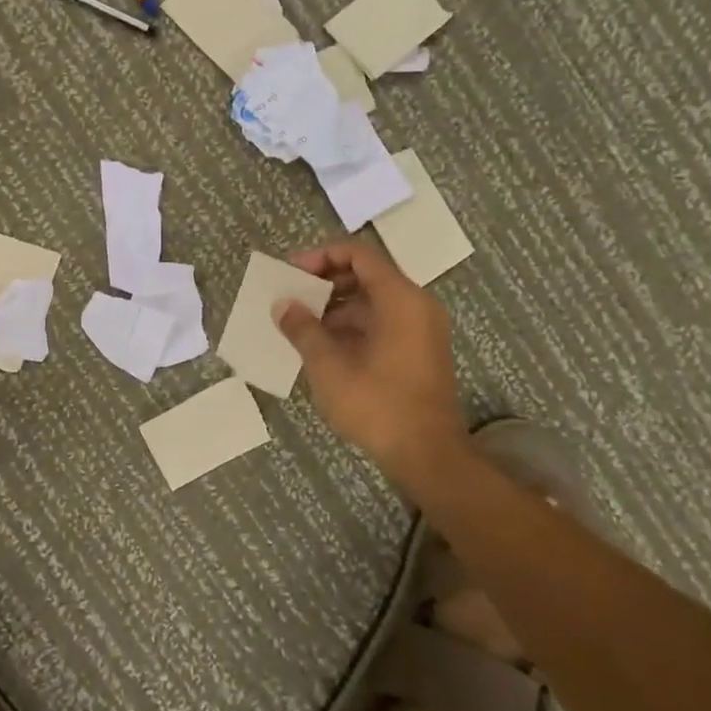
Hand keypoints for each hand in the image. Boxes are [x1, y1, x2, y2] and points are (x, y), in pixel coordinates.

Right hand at [276, 240, 468, 483]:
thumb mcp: (329, 366)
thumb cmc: (377, 405)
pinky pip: (382, 322)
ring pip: (373, 301)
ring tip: (300, 325)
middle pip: (366, 275)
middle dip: (325, 282)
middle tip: (291, 298)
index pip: (359, 255)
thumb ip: (303, 329)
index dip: (321, 256)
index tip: (292, 273)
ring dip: (335, 307)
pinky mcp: (418, 351)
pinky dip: (352, 326)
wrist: (428, 455)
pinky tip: (322, 346)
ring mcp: (421, 330)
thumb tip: (282, 305)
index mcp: (400, 299)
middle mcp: (416, 306)